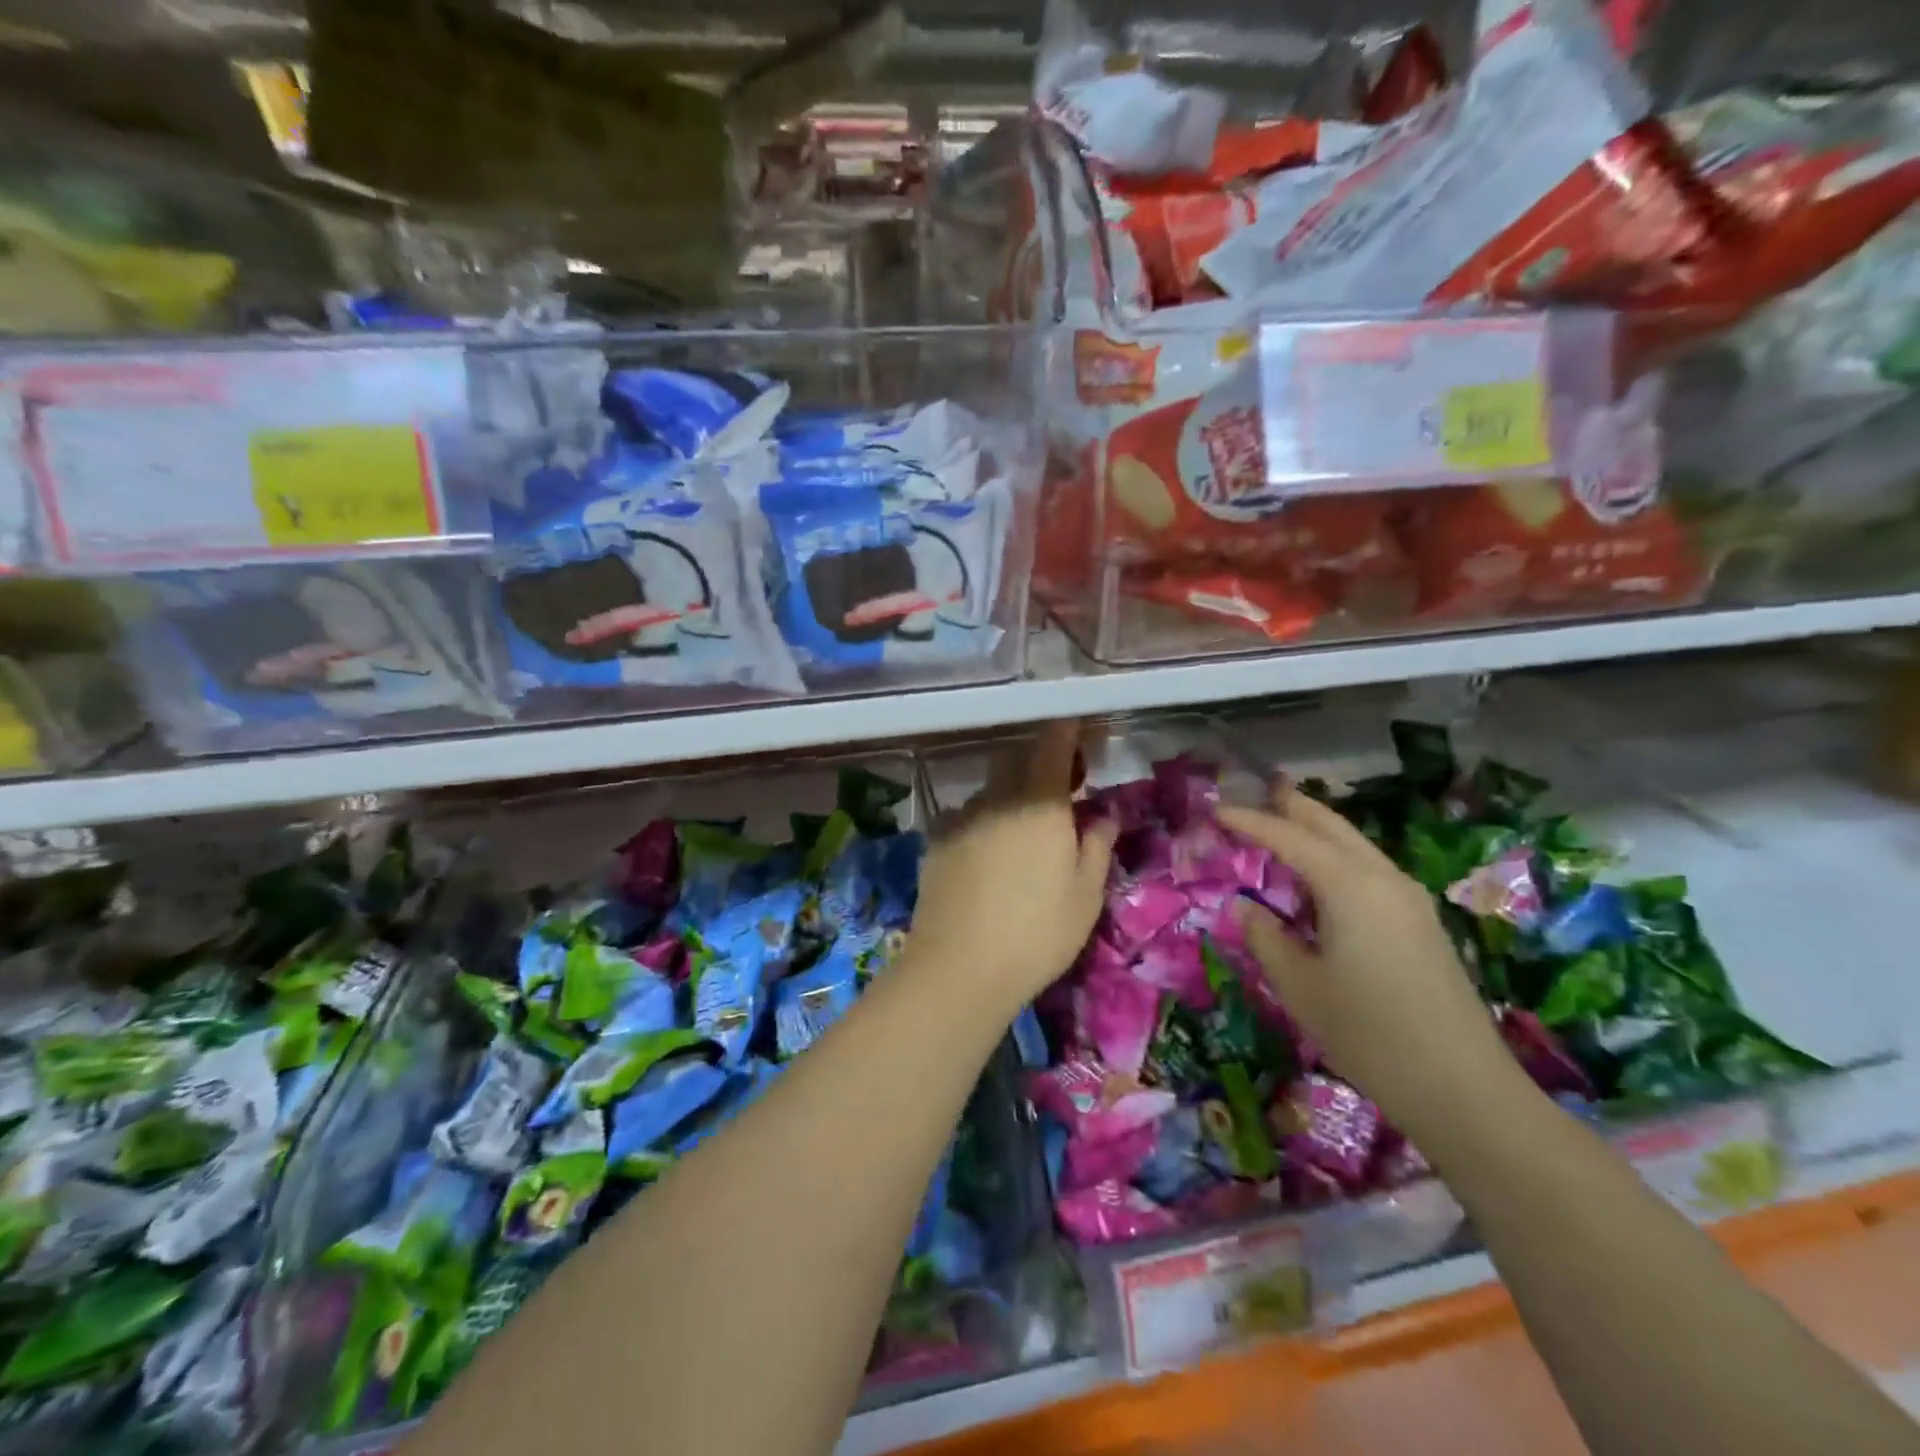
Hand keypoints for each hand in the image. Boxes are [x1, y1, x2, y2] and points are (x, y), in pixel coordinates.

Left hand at [906, 721, 1116, 1013]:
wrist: (959, 967)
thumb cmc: (1038, 932)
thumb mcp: (1086, 895)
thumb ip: (1097, 845)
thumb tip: (1103, 814)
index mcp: (1040, 803)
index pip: (1052, 745)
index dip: (1065, 731)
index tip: (1076, 730)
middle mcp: (997, 798)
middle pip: (1015, 760)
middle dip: (1036, 763)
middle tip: (1058, 791)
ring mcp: (961, 818)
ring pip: (989, 790)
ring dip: (1008, 795)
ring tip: (1021, 833)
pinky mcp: (936, 842)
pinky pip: (965, 817)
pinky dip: (982, 823)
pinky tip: (987, 857)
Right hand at [1220, 784, 1518, 1141]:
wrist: (1463, 1088)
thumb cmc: (1368, 1034)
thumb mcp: (1299, 986)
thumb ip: (1266, 938)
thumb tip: (1246, 907)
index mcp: (1349, 886)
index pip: (1289, 838)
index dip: (1250, 822)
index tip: (1216, 810)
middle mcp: (1383, 879)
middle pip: (1332, 826)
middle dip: (1293, 807)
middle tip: (1259, 791)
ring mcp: (1409, 899)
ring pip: (1356, 845)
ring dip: (1318, 829)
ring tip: (1286, 822)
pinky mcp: (1421, 922)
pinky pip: (1370, 868)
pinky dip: (1338, 855)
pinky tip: (1323, 874)